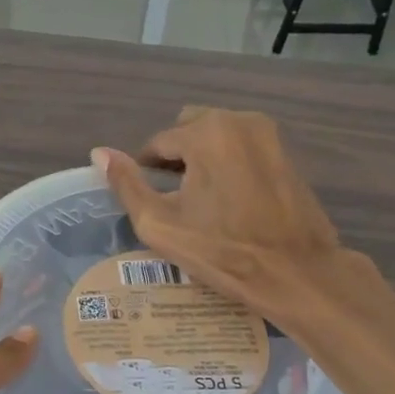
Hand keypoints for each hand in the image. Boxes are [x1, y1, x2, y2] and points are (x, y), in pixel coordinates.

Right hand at [94, 107, 342, 319]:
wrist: (296, 273)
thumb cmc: (222, 251)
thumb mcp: (160, 223)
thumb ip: (127, 184)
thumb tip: (99, 152)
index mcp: (206, 132)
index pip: (158, 143)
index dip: (146, 172)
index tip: (149, 202)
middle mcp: (239, 120)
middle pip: (189, 130)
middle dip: (176, 158)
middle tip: (175, 200)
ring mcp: (268, 134)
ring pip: (217, 136)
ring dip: (202, 158)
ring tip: (202, 201)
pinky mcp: (287, 153)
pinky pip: (243, 148)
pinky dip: (229, 164)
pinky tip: (230, 201)